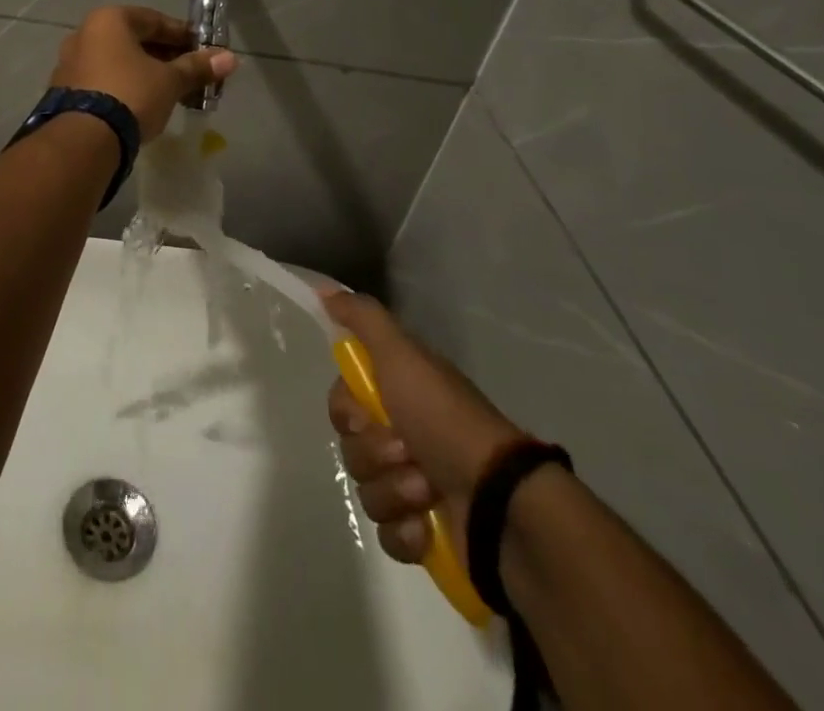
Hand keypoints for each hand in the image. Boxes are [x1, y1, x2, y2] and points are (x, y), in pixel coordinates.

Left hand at [50, 6, 236, 140]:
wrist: (85, 140)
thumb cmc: (131, 95)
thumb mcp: (170, 81)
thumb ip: (197, 67)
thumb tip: (230, 58)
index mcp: (108, 20)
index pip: (154, 20)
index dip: (183, 35)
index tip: (204, 51)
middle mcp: (84, 35)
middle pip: (134, 41)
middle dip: (166, 57)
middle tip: (192, 75)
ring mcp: (70, 64)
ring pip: (118, 63)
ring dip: (146, 74)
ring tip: (173, 93)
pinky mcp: (65, 92)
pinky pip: (104, 81)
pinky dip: (125, 87)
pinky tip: (144, 106)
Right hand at [324, 291, 525, 564]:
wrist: (499, 500)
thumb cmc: (445, 419)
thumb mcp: (402, 355)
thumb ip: (363, 319)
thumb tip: (324, 289)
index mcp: (398, 394)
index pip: (342, 401)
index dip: (347, 410)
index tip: (368, 412)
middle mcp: (402, 434)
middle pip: (350, 446)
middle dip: (375, 453)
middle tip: (407, 451)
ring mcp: (412, 486)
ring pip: (365, 490)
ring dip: (394, 491)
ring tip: (426, 490)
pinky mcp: (423, 535)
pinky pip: (386, 535)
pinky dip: (406, 533)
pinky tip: (427, 526)